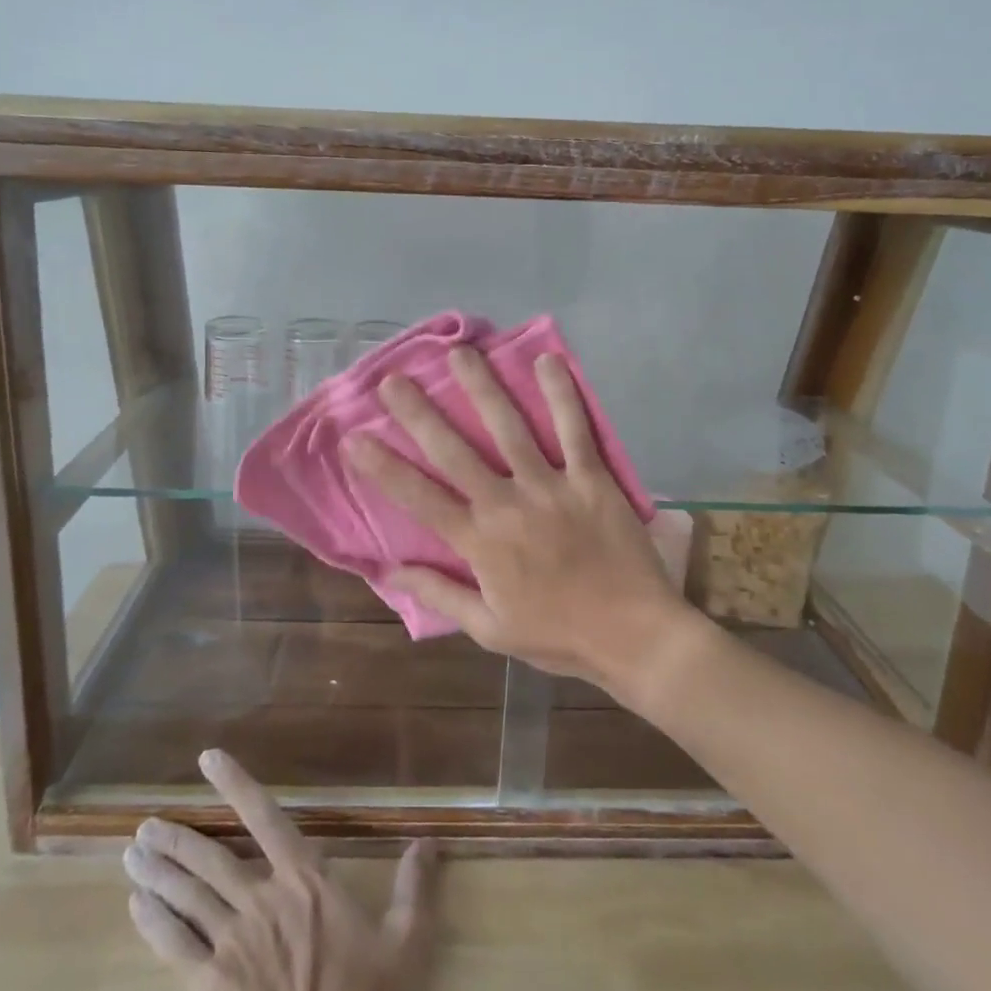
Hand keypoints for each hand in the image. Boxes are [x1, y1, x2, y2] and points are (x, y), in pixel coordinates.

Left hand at [124, 749, 437, 990]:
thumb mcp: (405, 946)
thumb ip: (415, 889)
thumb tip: (430, 841)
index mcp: (305, 881)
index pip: (266, 817)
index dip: (236, 785)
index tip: (208, 758)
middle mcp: (262, 899)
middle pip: (211, 858)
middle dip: (177, 838)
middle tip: (145, 824)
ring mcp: (231, 943)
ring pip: (187, 895)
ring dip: (158, 871)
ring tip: (133, 852)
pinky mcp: (209, 987)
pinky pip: (174, 945)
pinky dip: (153, 921)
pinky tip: (136, 906)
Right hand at [342, 347, 700, 691]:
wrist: (634, 637)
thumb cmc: (559, 635)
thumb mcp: (491, 630)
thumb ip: (441, 595)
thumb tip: (390, 570)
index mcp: (481, 544)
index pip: (421, 499)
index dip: (384, 468)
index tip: (355, 438)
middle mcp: (509, 506)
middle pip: (456, 452)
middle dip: (420, 413)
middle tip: (394, 379)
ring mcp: (552, 487)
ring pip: (511, 428)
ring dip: (483, 388)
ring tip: (460, 353)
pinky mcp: (592, 479)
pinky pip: (576, 429)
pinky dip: (562, 395)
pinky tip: (547, 361)